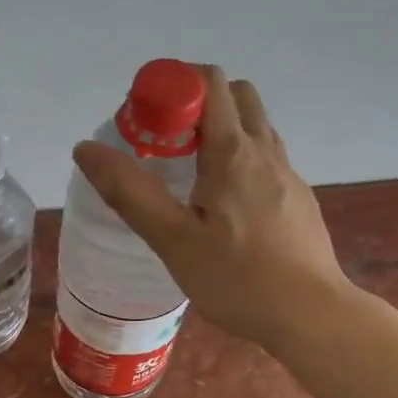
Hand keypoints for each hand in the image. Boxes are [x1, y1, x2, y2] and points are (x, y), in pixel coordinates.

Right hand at [72, 66, 349, 351]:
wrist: (311, 315)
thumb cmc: (238, 279)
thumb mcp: (174, 241)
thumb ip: (130, 193)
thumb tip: (86, 148)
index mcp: (233, 152)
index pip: (208, 81)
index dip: (173, 85)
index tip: (146, 118)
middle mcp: (266, 151)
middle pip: (237, 95)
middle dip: (198, 102)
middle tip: (167, 143)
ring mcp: (289, 174)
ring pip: (255, 127)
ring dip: (222, 131)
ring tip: (191, 176)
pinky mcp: (300, 199)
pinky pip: (267, 159)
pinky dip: (241, 159)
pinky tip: (225, 208)